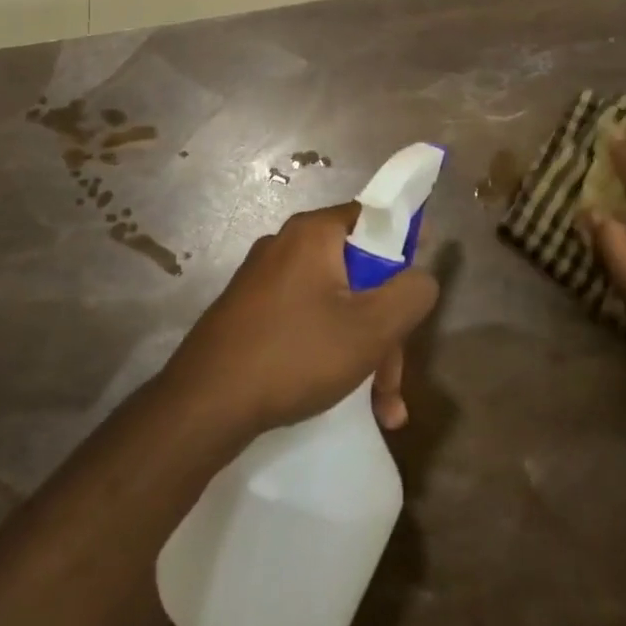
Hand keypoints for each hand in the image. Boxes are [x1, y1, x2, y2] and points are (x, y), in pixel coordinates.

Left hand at [166, 204, 440, 436]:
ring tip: (381, 408)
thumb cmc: (295, 354)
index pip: (374, 216)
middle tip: (393, 380)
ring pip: (335, 305)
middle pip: (358, 272)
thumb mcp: (371, 328)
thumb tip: (421, 277)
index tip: (418, 285)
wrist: (204, 405)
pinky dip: (331, 354)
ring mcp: (264, 281)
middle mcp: (286, 246)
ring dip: (364, 352)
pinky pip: (306, 322)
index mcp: (314, 234)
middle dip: (385, 327)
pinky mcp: (250, 314)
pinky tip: (348, 403)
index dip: (406, 244)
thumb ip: (411, 294)